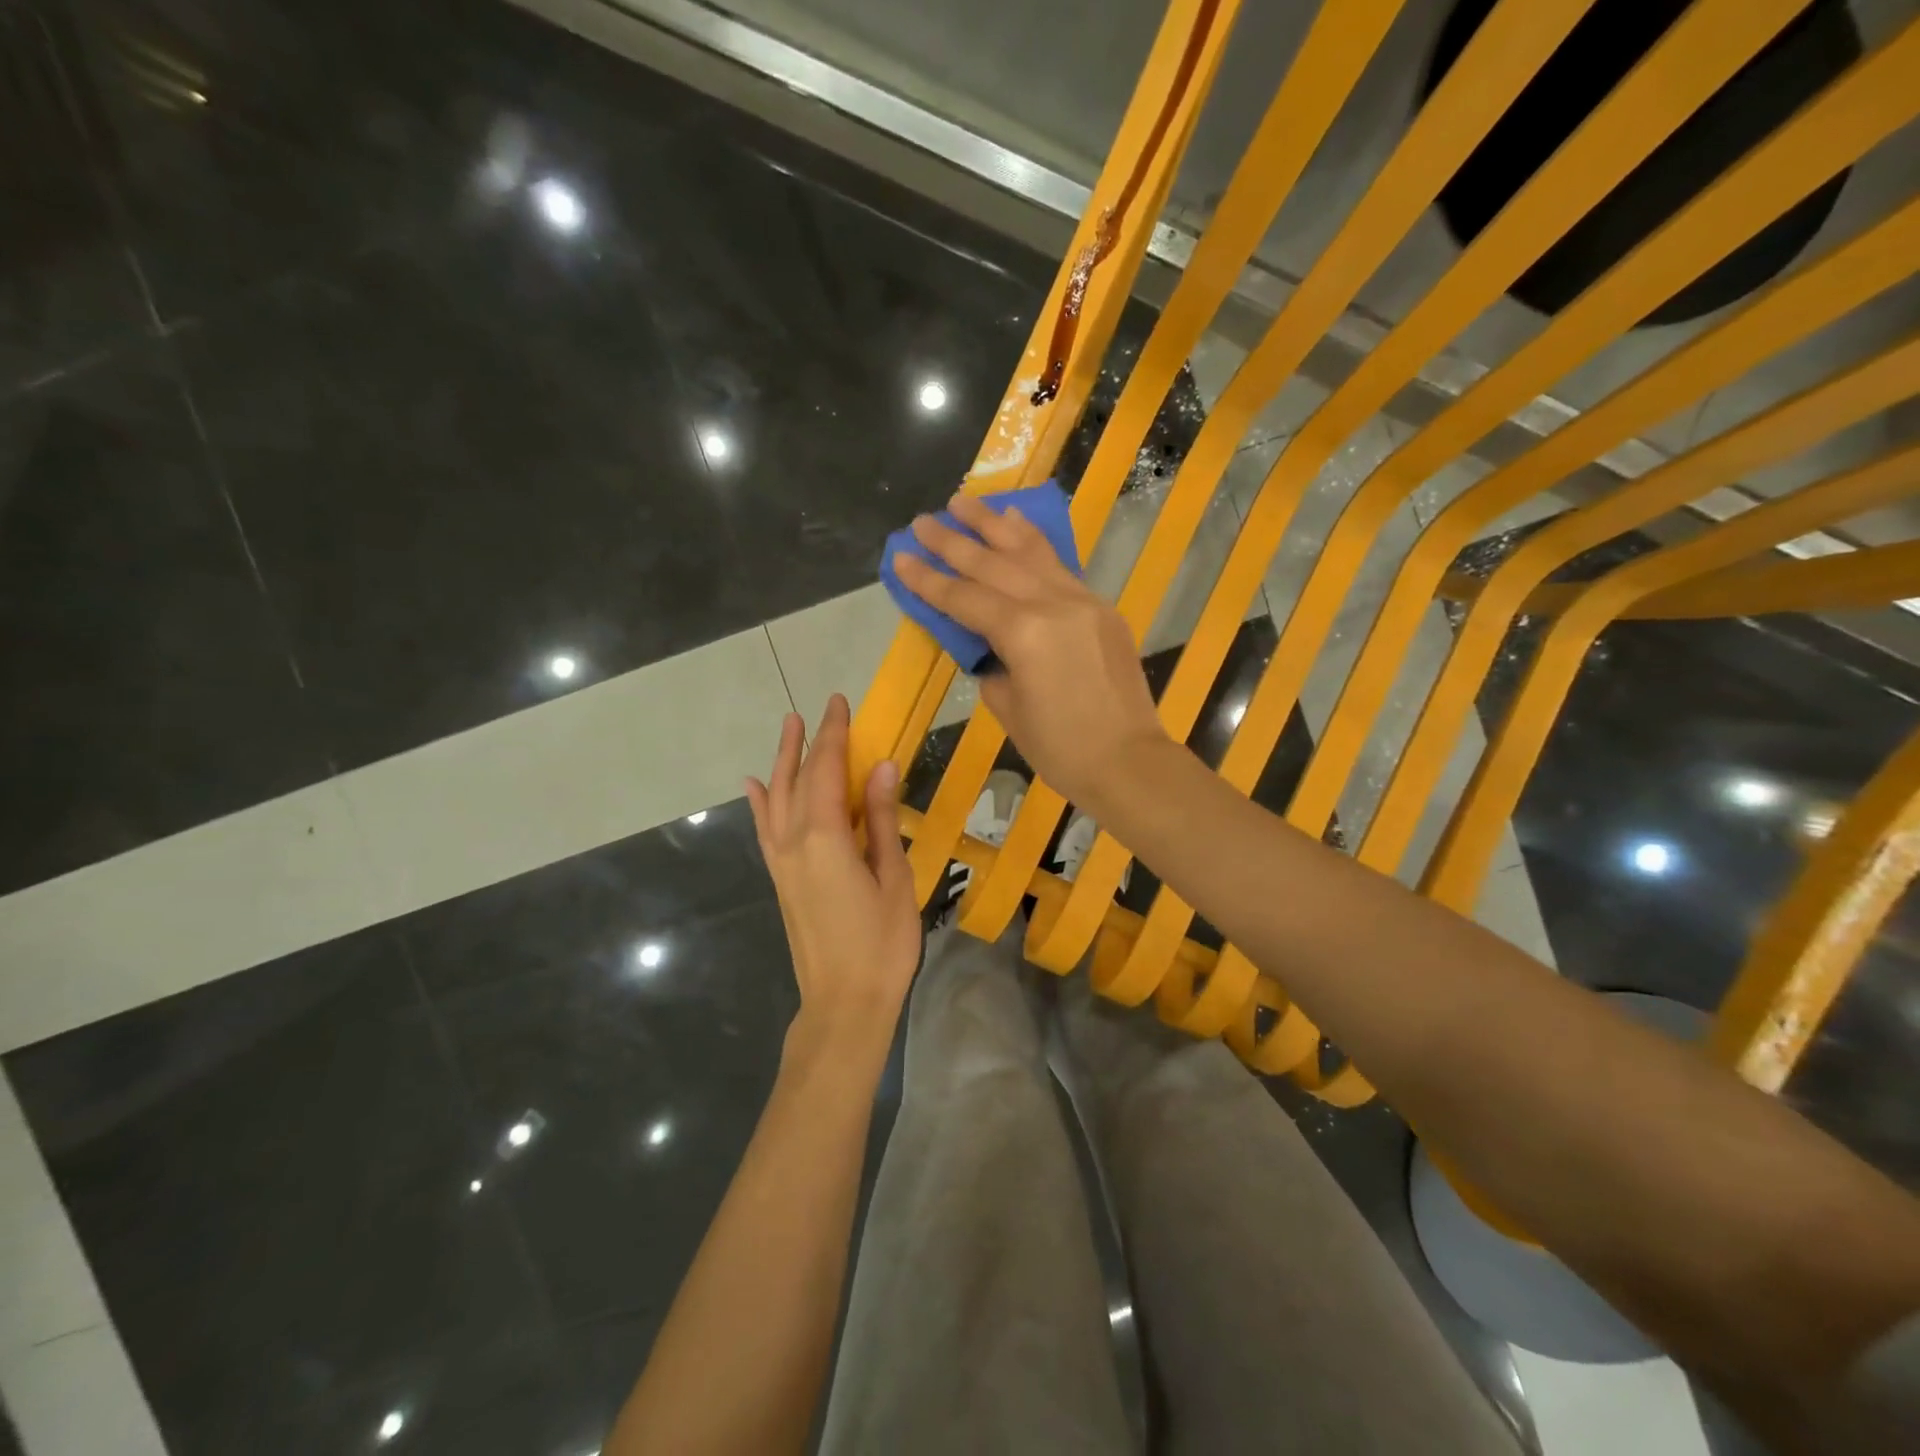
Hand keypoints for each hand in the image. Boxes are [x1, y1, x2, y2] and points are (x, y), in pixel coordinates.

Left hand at [747, 694, 919, 1053]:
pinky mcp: (780, 879)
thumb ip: (884, 820)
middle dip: (810, 741)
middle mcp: (794, 841)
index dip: (833, 734)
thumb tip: (882, 766)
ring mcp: (782, 861)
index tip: (839, 702)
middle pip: (799, 778)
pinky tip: (754, 785)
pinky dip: (759, 802)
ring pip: (776, 798)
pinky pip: (765, 829)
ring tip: (787, 728)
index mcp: (826, 837)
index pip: (827, 770)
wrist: (843, 1002)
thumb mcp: (894, 878)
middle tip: (820, 709)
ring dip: (782, 761)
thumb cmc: (882, 944)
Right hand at [892, 492, 1166, 809]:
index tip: (900, 557)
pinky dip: (1034, 543)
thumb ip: (993, 665)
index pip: (964, 599)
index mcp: (1022, 634)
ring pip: (1030, 553)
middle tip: (922, 521)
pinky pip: (1061, 566)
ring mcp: (1082, 601)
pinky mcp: (1101, 608)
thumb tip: (992, 646)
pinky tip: (1017, 524)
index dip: (928, 580)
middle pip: (993, 565)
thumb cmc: (1061, 749)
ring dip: (994, 525)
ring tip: (965, 501)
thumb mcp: (1009, 709)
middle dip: (953, 541)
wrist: (1129, 761)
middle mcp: (1052, 605)